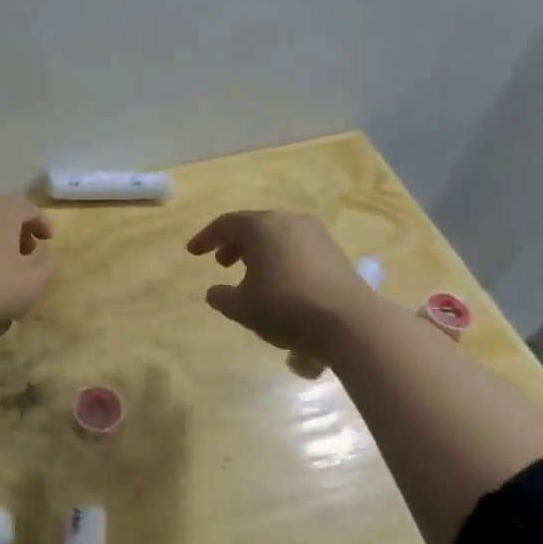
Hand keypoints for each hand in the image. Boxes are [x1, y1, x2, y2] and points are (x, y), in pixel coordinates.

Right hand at [186, 210, 369, 363]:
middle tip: (222, 263)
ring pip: (277, 235)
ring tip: (249, 274)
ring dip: (258, 251)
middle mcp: (289, 221)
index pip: (225, 224)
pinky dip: (280, 258)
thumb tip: (215, 292)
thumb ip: (222, 297)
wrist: (350, 322)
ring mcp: (315, 234)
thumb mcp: (242, 307)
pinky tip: (278, 282)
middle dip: (234, 243)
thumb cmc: (286, 307)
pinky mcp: (334, 252)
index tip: (193, 252)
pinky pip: (296, 247)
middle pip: (253, 226)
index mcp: (262, 226)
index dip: (206, 238)